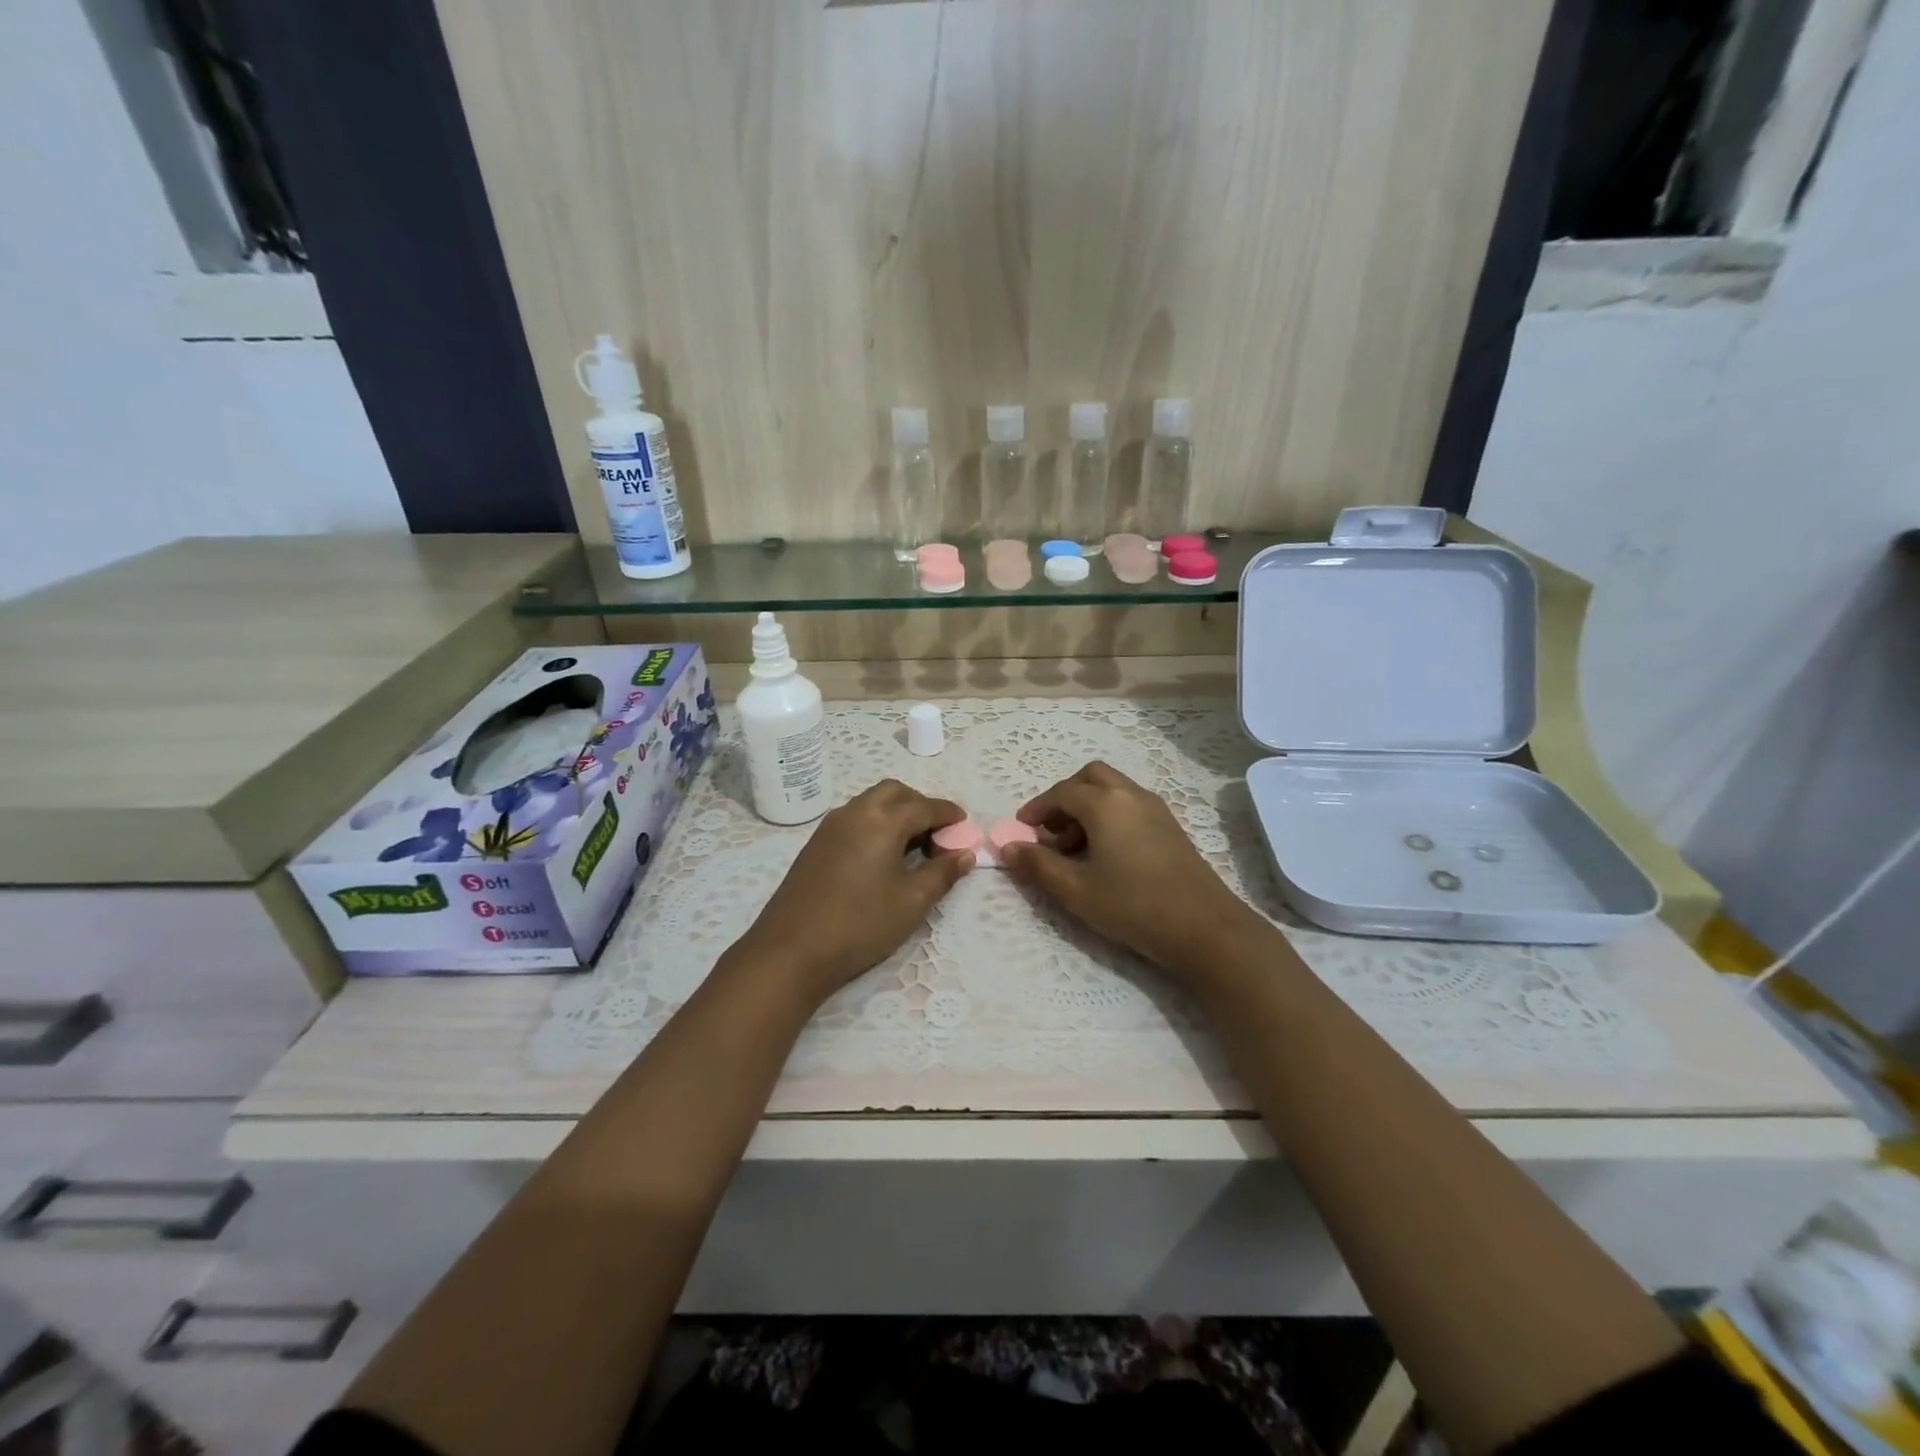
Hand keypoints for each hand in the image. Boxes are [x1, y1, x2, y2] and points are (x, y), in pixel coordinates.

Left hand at [733, 779, 972, 1004]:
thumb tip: (965, 853)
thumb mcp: (912, 901)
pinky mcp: (816, 843)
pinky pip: (855, 818)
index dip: (948, 814)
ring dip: (896, 812)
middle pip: (895, 793)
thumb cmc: (861, 923)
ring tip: (912, 844)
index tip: (964, 824)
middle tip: (937, 833)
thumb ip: (943, 873)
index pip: (925, 806)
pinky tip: (881, 854)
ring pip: (871, 802)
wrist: (791, 949)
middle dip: (921, 805)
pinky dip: (876, 823)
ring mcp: (831, 826)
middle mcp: (856, 812)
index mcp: (883, 820)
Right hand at [999, 761, 1261, 976]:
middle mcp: (1130, 795)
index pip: (1061, 793)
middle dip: (1065, 797)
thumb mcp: (1075, 890)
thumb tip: (1008, 847)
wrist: (1204, 927)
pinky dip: (1110, 815)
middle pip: (1090, 778)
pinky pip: (1130, 804)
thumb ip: (1038, 865)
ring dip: (1088, 806)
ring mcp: (1155, 808)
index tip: (1022, 829)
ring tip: (1075, 849)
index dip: (1037, 809)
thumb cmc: (1132, 906)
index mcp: (1105, 804)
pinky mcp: (1171, 826)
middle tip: (1051, 830)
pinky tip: (1107, 854)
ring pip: (1113, 789)